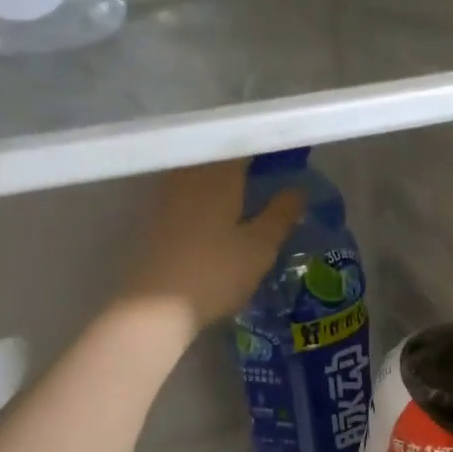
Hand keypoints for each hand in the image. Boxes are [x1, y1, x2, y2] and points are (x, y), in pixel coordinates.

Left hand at [123, 161, 304, 331]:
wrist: (155, 307)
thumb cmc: (215, 273)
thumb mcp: (259, 248)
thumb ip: (280, 215)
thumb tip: (297, 189)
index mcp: (219, 175)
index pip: (244, 144)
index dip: (265, 145)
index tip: (286, 151)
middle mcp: (190, 175)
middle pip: (218, 154)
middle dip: (242, 157)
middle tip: (267, 168)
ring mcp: (168, 195)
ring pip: (199, 172)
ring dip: (221, 174)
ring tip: (244, 187)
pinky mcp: (155, 218)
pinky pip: (186, 191)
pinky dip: (204, 193)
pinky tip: (215, 210)